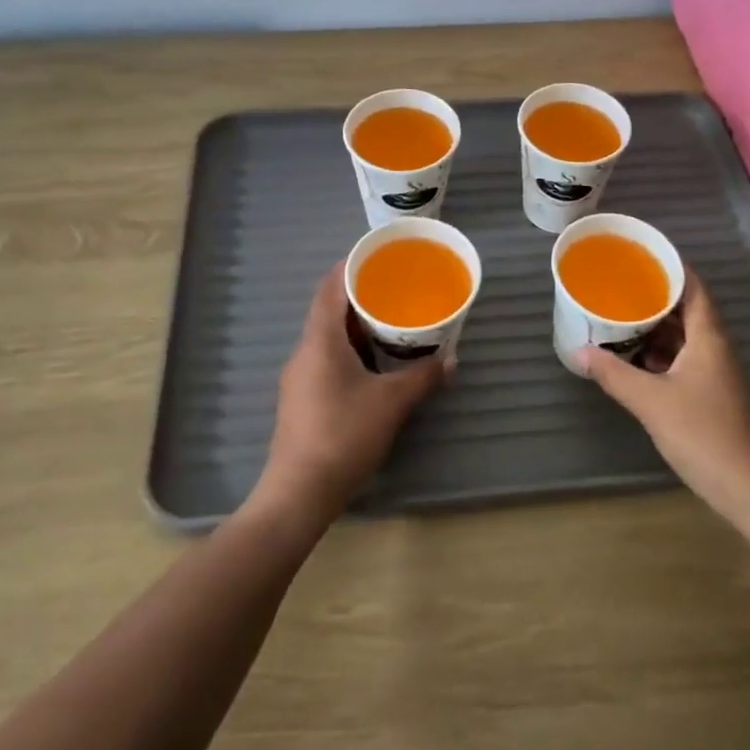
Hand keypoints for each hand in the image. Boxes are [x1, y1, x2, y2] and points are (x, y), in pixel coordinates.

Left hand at [249, 262, 445, 528]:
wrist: (299, 493)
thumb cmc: (343, 435)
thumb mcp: (391, 403)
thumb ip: (423, 377)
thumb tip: (450, 361)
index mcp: (320, 340)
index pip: (330, 287)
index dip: (350, 266)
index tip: (378, 256)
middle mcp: (304, 351)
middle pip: (329, 310)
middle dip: (360, 296)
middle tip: (395, 289)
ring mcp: (299, 377)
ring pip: (328, 337)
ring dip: (356, 327)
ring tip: (391, 322)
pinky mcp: (302, 399)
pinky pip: (327, 359)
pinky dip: (351, 350)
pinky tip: (374, 363)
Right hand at [580, 272, 749, 520]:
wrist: (746, 487)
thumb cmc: (701, 434)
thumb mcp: (650, 401)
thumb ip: (613, 374)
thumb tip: (579, 351)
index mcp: (708, 338)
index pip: (693, 287)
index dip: (670, 268)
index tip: (640, 256)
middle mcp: (716, 347)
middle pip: (687, 309)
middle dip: (654, 297)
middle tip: (620, 287)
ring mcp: (717, 371)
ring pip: (685, 336)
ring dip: (655, 327)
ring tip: (620, 319)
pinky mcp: (712, 392)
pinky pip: (685, 358)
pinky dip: (661, 353)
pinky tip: (635, 361)